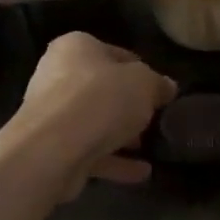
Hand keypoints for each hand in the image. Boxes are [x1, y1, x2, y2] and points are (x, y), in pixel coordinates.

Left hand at [18, 34, 176, 195]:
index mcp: (76, 47)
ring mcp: (52, 114)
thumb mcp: (144, 83)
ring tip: (151, 148)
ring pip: (95, 122)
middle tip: (155, 120)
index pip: (117, 54)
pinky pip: (90, 151)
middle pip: (103, 89)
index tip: (161, 92)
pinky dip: (115, 161)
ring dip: (121, 136)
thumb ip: (158, 84)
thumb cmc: (101, 99)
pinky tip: (142, 172)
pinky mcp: (52, 148)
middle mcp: (57, 75)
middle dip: (129, 107)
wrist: (54, 148)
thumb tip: (167, 87)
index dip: (143, 72)